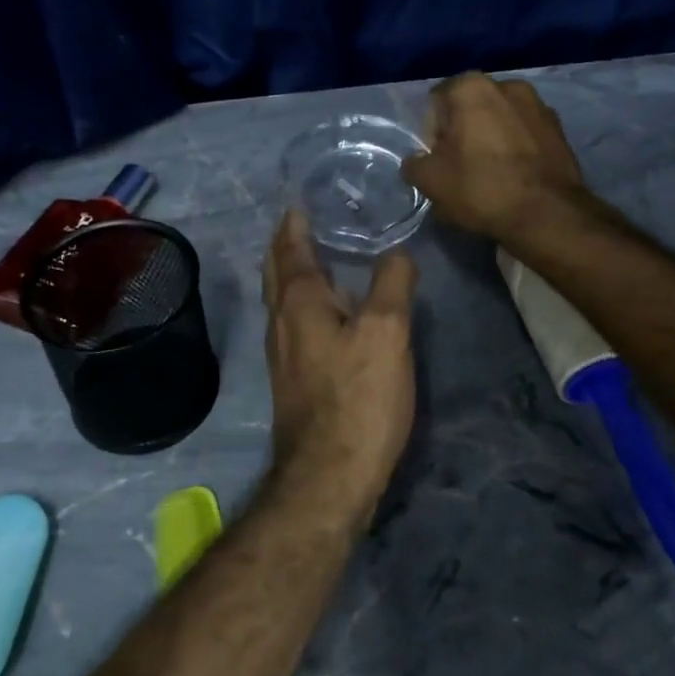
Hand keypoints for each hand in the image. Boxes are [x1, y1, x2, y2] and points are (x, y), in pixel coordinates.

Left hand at [261, 211, 418, 523]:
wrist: (329, 477)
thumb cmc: (358, 398)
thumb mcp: (387, 332)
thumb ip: (392, 283)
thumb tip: (397, 251)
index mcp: (299, 301)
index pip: (290, 247)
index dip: (295, 221)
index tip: (301, 198)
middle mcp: (281, 320)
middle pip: (277, 270)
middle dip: (286, 242)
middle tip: (304, 219)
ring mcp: (283, 352)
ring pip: (281, 297)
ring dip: (292, 271)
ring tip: (315, 255)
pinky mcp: (293, 377)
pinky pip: (293, 321)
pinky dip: (302, 300)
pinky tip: (326, 310)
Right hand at [401, 73, 588, 242]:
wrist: (548, 214)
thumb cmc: (481, 188)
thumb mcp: (430, 181)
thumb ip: (414, 163)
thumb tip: (419, 161)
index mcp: (471, 87)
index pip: (436, 102)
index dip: (431, 133)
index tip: (438, 160)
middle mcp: (507, 85)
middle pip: (470, 108)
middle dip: (462, 133)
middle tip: (460, 168)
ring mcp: (539, 104)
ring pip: (500, 120)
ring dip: (490, 138)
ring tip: (490, 174)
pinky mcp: (559, 128)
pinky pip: (525, 133)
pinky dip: (516, 147)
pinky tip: (515, 176)